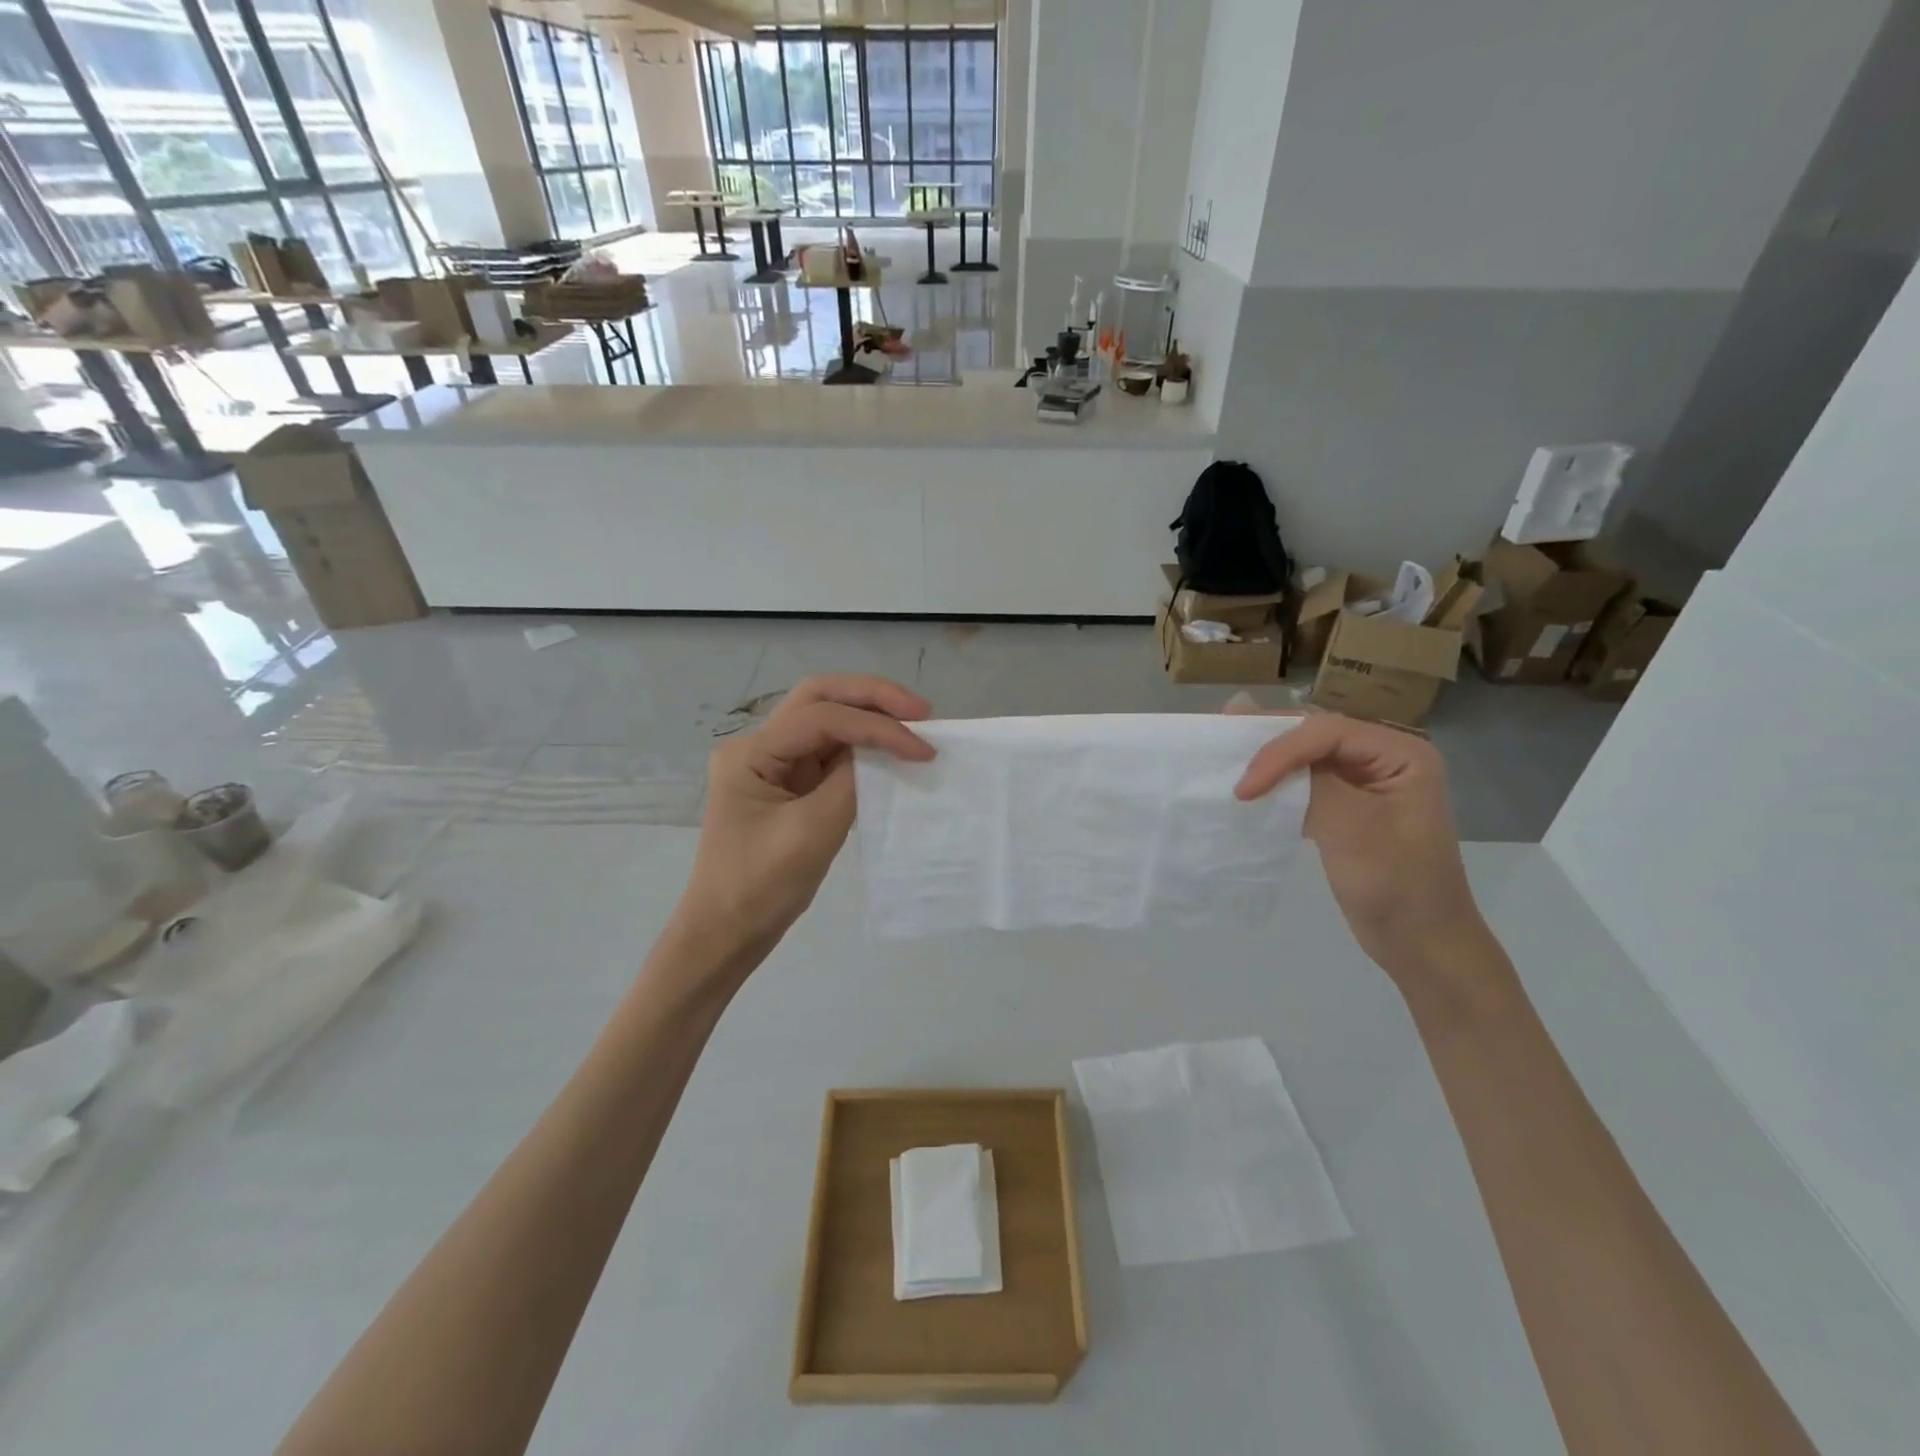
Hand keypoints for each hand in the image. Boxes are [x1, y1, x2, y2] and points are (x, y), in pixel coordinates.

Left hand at [676, 675, 932, 968]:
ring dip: (870, 717)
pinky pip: (830, 752)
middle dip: (873, 697)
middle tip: (921, 712)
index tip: (922, 750)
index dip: (877, 726)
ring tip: (914, 726)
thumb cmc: (760, 887)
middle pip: (820, 698)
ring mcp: (773, 763)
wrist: (725, 933)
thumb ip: (851, 783)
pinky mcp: (789, 785)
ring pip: (826, 719)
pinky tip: (890, 753)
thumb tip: (886, 752)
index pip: (822, 717)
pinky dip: (863, 747)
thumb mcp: (812, 833)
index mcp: (751, 752)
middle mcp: (759, 746)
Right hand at [1233, 710, 1490, 986]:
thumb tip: (1265, 757)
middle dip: (1271, 739)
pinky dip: (1279, 783)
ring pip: (1309, 756)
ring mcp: (1367, 784)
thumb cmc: (1396, 885)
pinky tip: (1253, 787)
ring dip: (1271, 759)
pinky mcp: (1349, 808)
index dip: (1281, 750)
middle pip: (1318, 734)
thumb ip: (1312, 783)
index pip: (1328, 732)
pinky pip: (1308, 782)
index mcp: (1402, 754)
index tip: (1244, 787)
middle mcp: (1386, 759)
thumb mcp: (1352, 828)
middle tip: (1224, 732)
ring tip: (1229, 752)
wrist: (1421, 944)